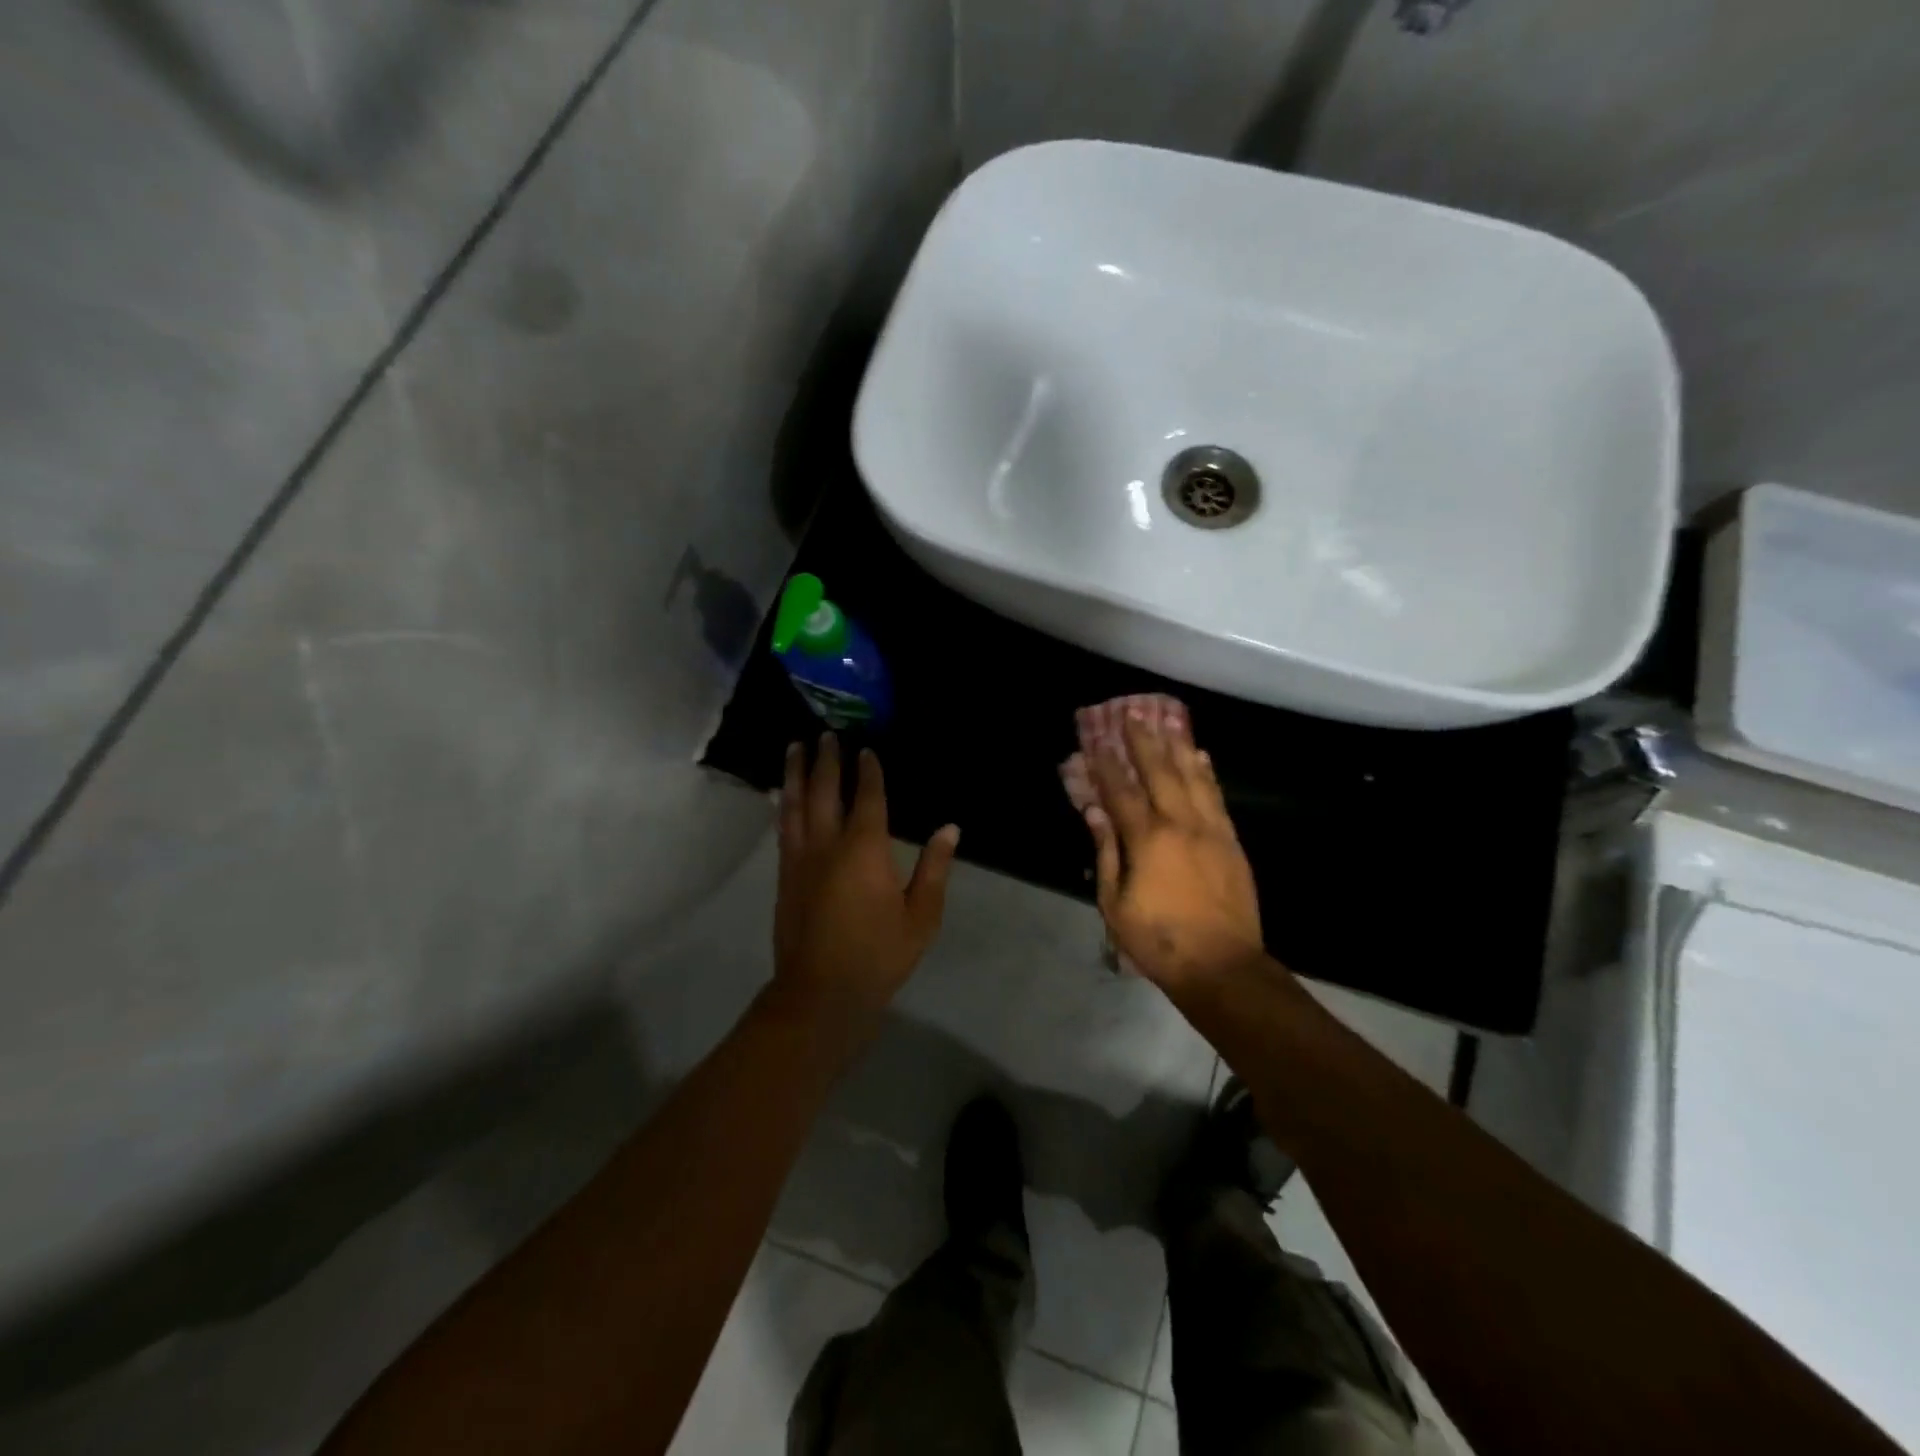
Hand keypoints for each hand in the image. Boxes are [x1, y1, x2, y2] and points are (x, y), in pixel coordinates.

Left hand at [773, 734, 958, 1028]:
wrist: (820, 993)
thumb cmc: (878, 955)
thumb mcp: (921, 917)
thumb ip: (934, 869)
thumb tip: (950, 829)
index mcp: (864, 849)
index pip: (868, 798)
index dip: (869, 771)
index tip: (866, 749)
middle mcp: (827, 844)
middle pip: (825, 791)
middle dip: (827, 760)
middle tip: (826, 733)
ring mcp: (800, 859)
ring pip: (796, 804)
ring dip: (797, 773)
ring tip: (795, 747)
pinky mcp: (784, 876)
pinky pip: (783, 828)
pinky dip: (783, 804)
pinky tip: (782, 794)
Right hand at [1085, 706, 1263, 993]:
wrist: (1222, 965)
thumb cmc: (1158, 939)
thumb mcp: (1114, 902)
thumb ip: (1105, 852)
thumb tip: (1094, 812)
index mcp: (1147, 839)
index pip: (1121, 791)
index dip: (1106, 763)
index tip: (1095, 737)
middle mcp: (1180, 824)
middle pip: (1159, 772)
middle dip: (1143, 741)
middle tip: (1133, 712)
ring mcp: (1210, 830)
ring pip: (1192, 777)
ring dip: (1177, 746)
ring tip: (1167, 719)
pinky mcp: (1231, 841)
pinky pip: (1217, 797)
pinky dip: (1207, 773)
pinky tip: (1201, 756)